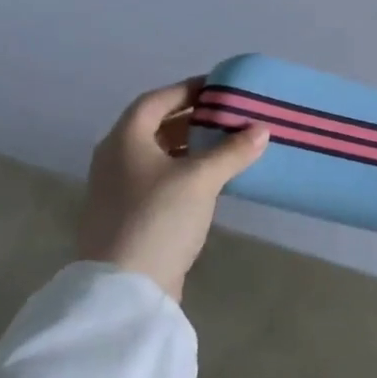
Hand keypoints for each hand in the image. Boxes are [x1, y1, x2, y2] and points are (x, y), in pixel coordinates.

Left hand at [76, 78, 270, 300]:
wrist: (125, 288)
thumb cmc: (158, 218)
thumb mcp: (201, 179)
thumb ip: (231, 151)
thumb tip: (261, 129)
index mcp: (124, 140)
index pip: (156, 100)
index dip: (187, 89)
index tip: (219, 88)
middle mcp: (115, 159)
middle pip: (155, 127)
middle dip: (192, 119)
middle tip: (228, 116)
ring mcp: (118, 190)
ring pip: (158, 156)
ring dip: (190, 147)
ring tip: (226, 145)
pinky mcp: (129, 216)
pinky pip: (159, 180)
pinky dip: (184, 172)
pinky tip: (211, 181)